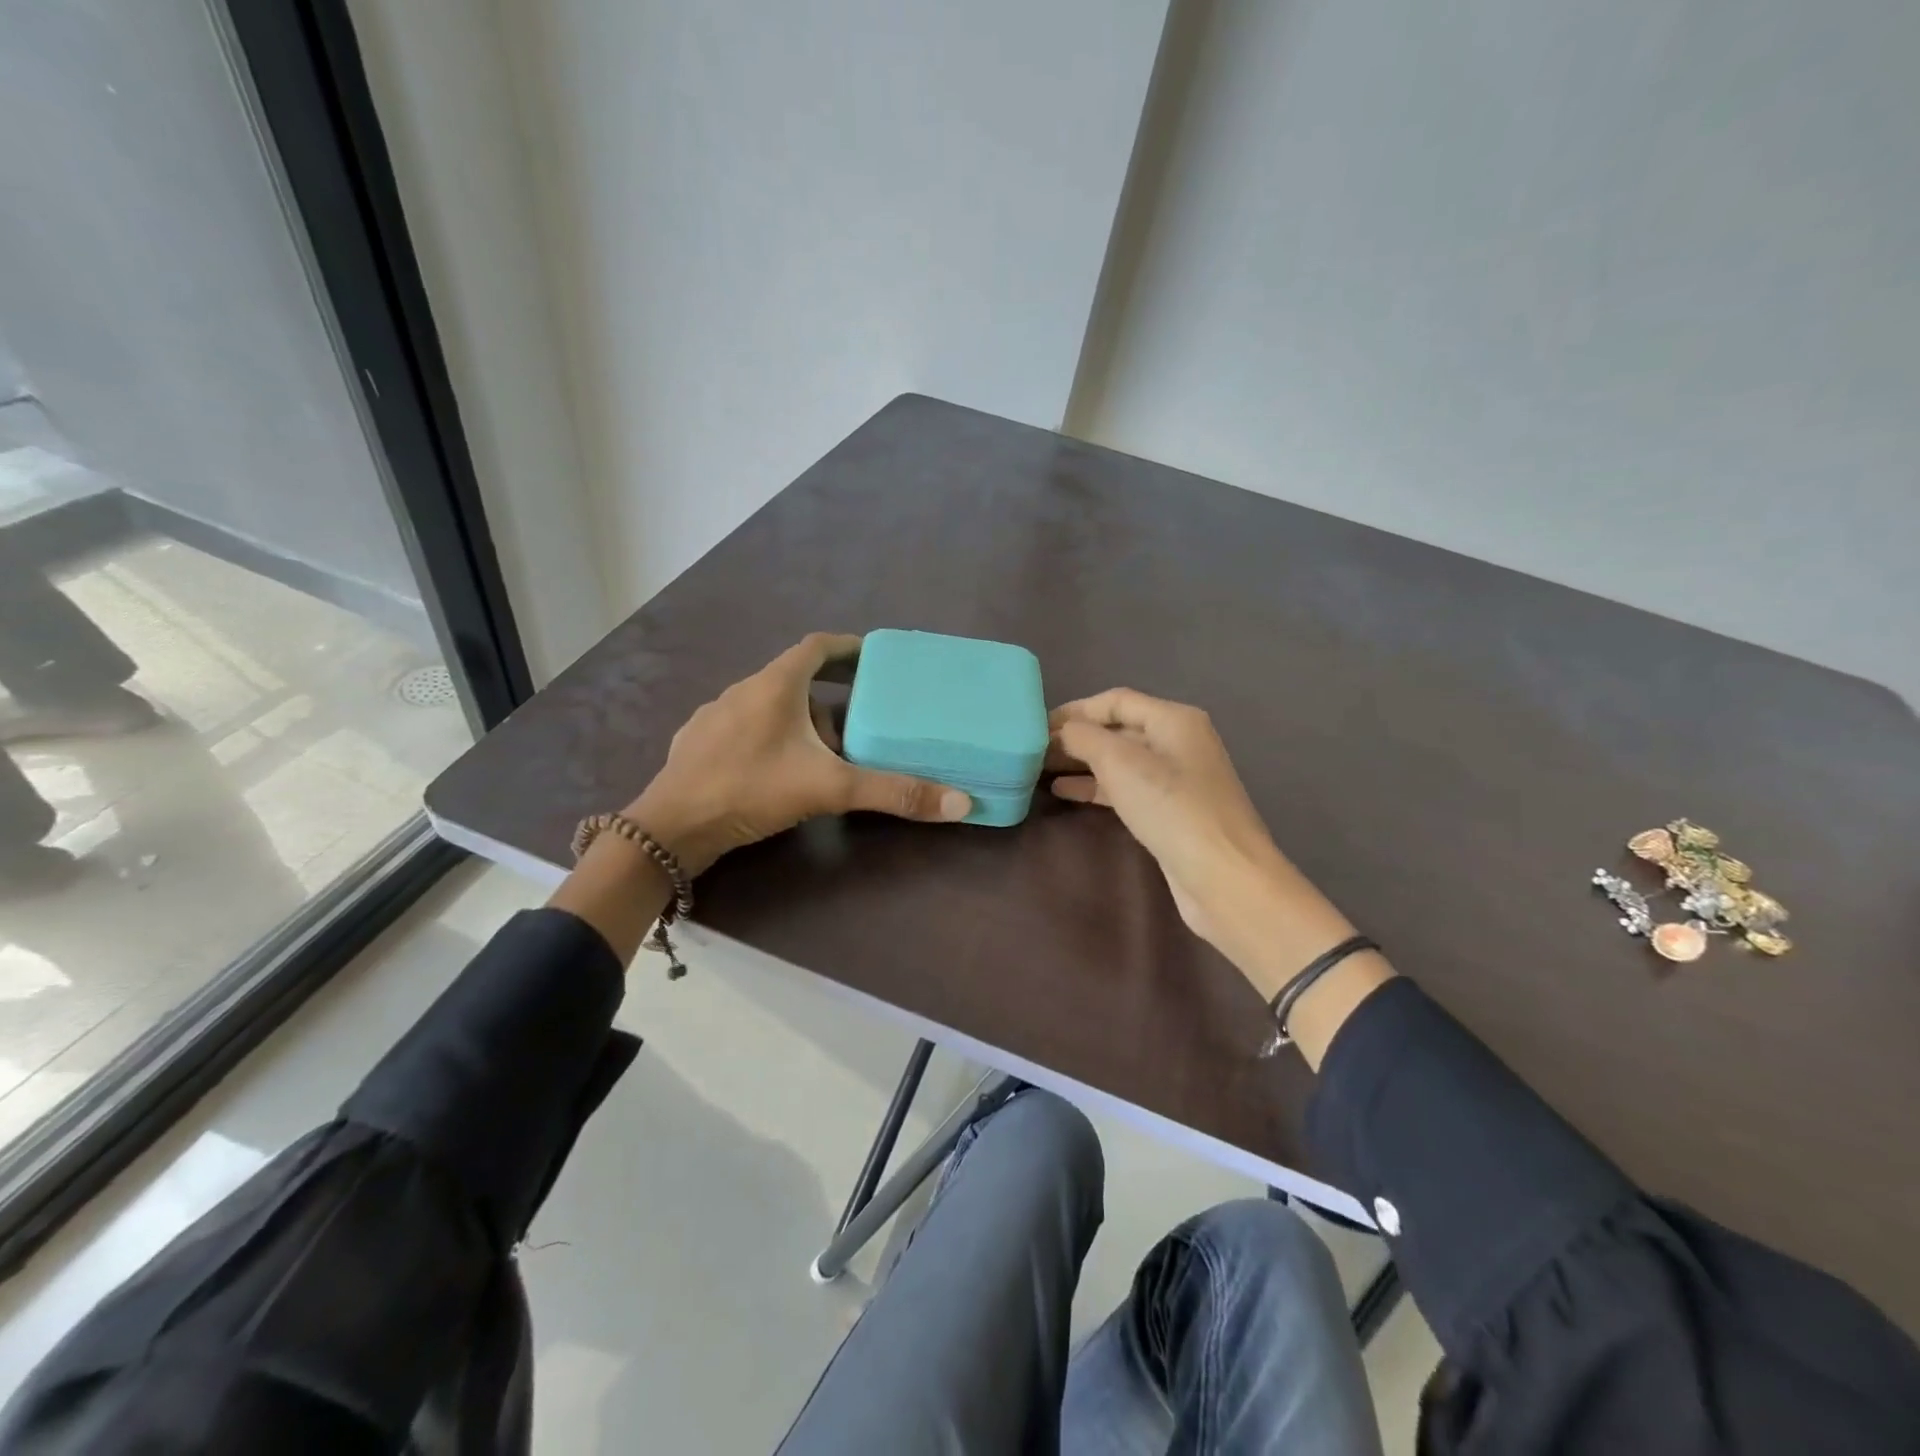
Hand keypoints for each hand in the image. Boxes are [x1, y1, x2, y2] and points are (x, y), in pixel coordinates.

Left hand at [628, 633, 970, 874]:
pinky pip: (743, 729)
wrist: (670, 828)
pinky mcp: (696, 744)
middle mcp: (742, 690)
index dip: (846, 648)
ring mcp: (714, 717)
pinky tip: (775, 771)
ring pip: (768, 707)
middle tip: (860, 720)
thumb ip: (892, 792)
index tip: (872, 658)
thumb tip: (960, 803)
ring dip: (798, 721)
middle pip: (795, 680)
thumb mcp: (829, 788)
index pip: (817, 647)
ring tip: (823, 753)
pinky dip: (768, 739)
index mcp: (774, 685)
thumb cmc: (751, 789)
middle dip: (830, 697)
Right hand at [1048, 688, 1360, 996]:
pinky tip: (1064, 792)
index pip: (1115, 700)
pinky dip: (1095, 786)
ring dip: (1080, 762)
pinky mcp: (1169, 811)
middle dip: (1075, 737)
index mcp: (1174, 719)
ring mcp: (1176, 779)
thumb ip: (1084, 737)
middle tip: (1032, 751)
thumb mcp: (1121, 763)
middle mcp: (1178, 742)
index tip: (1036, 726)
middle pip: (1117, 728)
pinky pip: (1125, 788)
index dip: (1074, 710)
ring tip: (1039, 770)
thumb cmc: (1172, 809)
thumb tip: (1060, 732)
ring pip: (1119, 760)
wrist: (1224, 877)